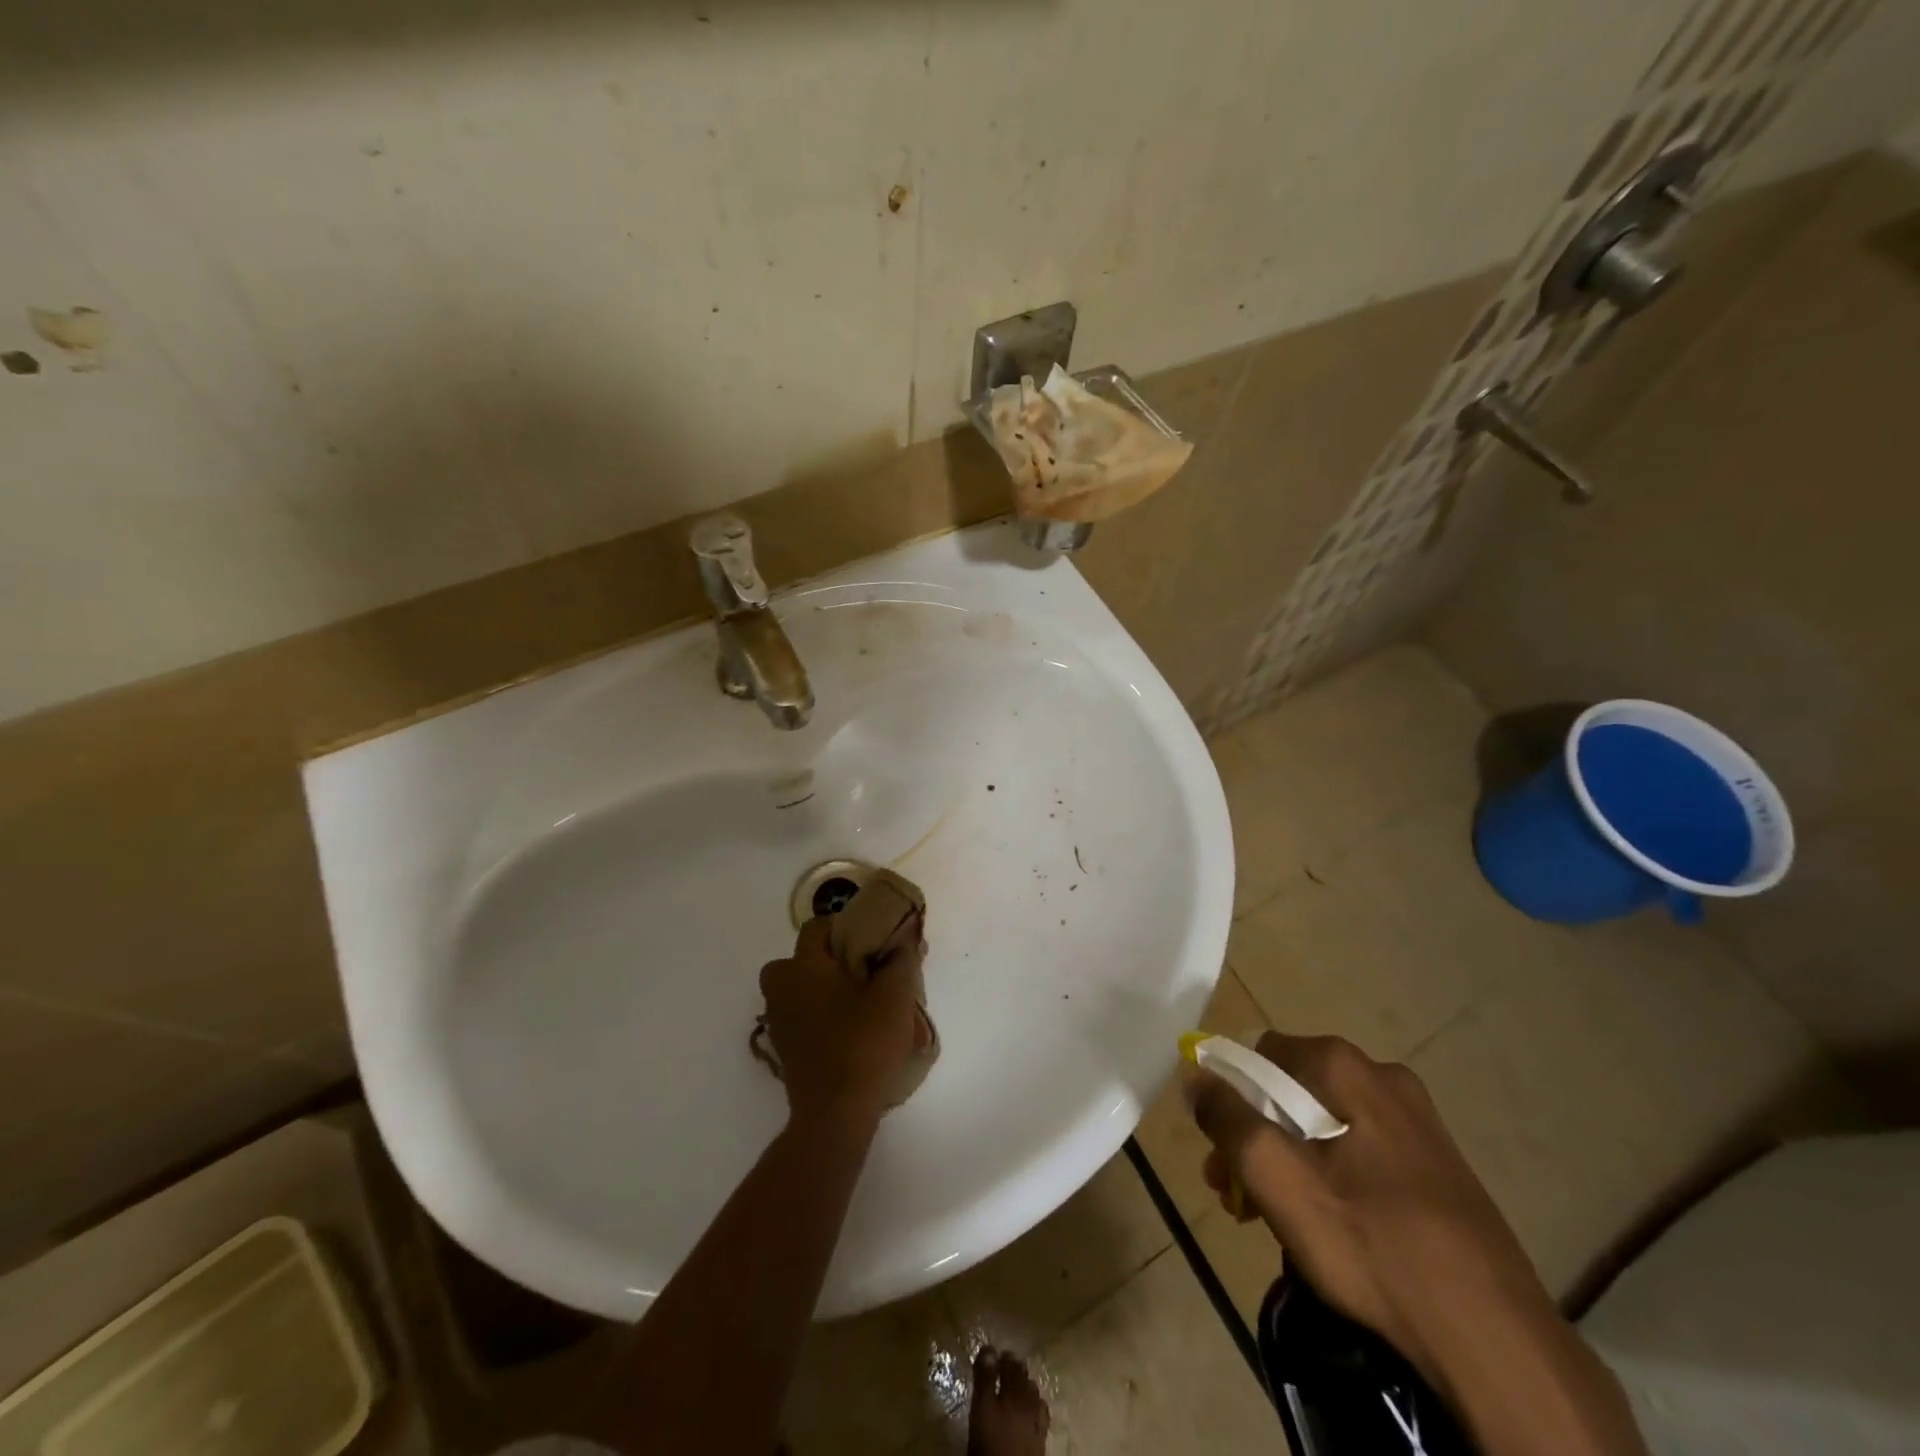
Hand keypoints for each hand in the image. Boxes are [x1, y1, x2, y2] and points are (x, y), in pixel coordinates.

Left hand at [759, 917, 926, 1126]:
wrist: (835, 1112)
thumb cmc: (864, 1044)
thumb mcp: (895, 997)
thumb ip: (900, 961)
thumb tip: (902, 940)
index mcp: (804, 967)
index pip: (816, 927)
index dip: (843, 925)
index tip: (870, 938)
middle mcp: (782, 988)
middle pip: (797, 959)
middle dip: (824, 959)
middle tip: (858, 970)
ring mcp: (778, 1021)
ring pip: (795, 989)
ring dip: (818, 988)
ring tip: (855, 1001)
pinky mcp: (783, 1048)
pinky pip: (797, 1015)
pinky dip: (815, 1014)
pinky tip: (845, 1028)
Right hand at [1185, 1032, 1554, 1386]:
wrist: (1496, 1343)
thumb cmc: (1373, 1245)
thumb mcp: (1279, 1180)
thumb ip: (1227, 1119)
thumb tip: (1196, 1076)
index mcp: (1346, 1067)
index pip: (1259, 1055)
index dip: (1229, 1099)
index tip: (1221, 1153)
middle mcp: (1384, 1078)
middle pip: (1291, 1092)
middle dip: (1256, 1138)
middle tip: (1238, 1195)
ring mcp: (1418, 1123)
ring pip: (1325, 1126)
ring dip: (1289, 1162)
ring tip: (1275, 1220)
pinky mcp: (1437, 1167)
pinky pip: (1361, 1154)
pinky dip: (1331, 1178)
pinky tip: (1329, 1228)